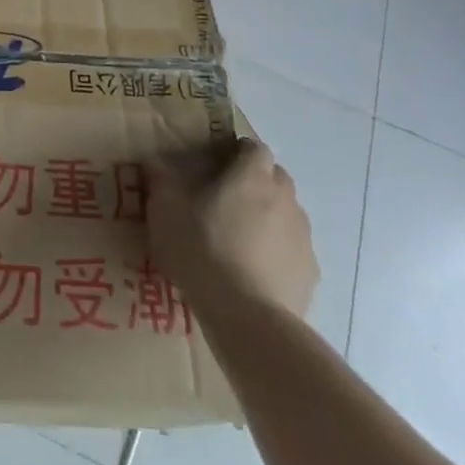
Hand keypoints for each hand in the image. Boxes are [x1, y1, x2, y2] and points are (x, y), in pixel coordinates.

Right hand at [148, 137, 318, 319]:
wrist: (248, 317)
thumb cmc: (202, 251)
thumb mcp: (166, 212)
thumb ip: (161, 181)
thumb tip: (154, 161)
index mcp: (251, 176)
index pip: (254, 147)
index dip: (238, 152)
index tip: (216, 165)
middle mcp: (284, 198)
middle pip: (275, 177)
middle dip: (255, 182)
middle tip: (225, 200)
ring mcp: (303, 236)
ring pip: (287, 213)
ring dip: (268, 216)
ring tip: (239, 239)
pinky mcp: (310, 271)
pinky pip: (293, 249)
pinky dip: (278, 252)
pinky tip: (254, 272)